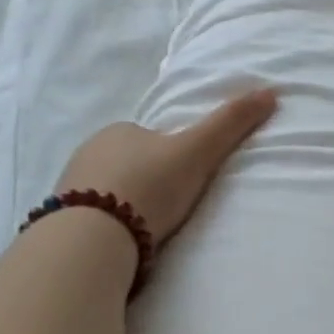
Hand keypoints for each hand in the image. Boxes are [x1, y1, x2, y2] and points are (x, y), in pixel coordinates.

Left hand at [57, 88, 277, 245]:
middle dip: (145, 179)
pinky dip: (107, 225)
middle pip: (125, 163)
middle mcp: (88, 152)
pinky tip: (122, 242)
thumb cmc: (150, 186)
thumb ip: (230, 123)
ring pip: (106, 190)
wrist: (95, 237)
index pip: (148, 136)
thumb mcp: (198, 151)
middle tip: (170, 206)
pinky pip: (91, 217)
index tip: (185, 176)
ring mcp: (70, 187)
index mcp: (119, 131)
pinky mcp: (62, 220)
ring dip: (125, 204)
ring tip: (149, 229)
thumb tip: (271, 91)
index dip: (168, 153)